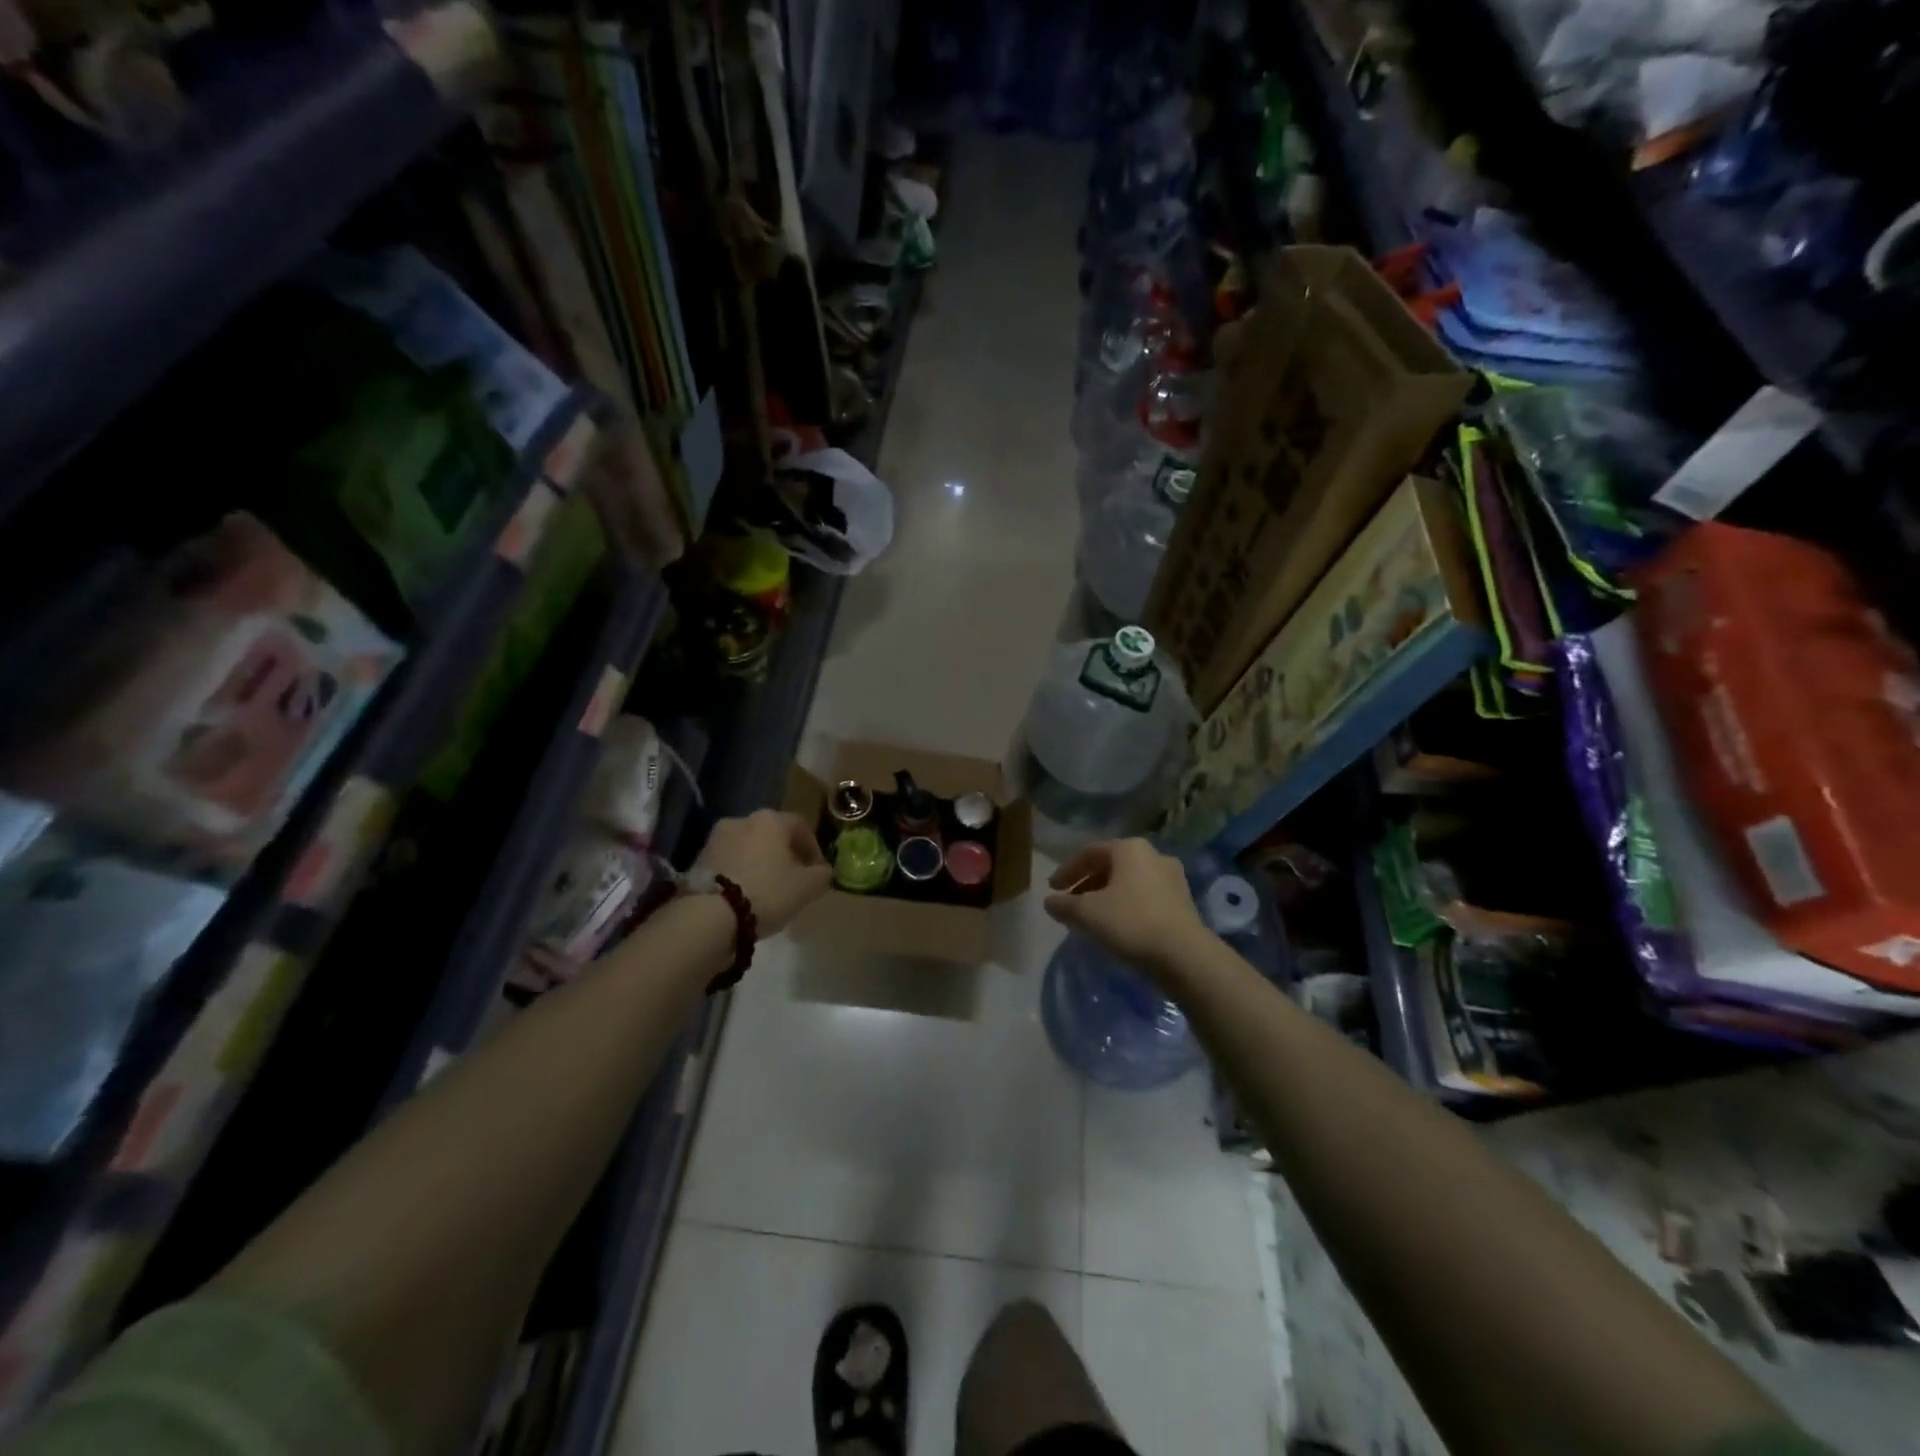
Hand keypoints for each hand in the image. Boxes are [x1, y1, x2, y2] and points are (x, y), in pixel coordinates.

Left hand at [694, 810, 832, 935]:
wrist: (709, 914)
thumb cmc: (766, 892)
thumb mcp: (806, 888)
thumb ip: (821, 876)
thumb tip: (823, 871)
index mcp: (771, 820)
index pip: (800, 826)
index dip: (813, 848)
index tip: (817, 871)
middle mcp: (743, 820)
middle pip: (772, 834)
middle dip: (785, 854)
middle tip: (793, 879)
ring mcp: (716, 838)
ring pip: (749, 847)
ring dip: (760, 862)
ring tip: (767, 889)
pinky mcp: (698, 859)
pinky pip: (729, 861)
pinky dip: (740, 872)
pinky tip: (745, 894)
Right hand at [1043, 839, 1210, 974]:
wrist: (1185, 955)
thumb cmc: (1131, 922)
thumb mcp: (1088, 913)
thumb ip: (1064, 905)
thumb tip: (1049, 901)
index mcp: (1130, 849)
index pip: (1089, 852)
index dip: (1067, 870)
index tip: (1052, 889)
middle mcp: (1153, 855)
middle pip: (1111, 865)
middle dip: (1087, 883)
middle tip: (1070, 903)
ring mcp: (1172, 879)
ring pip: (1129, 882)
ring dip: (1106, 896)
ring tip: (1091, 917)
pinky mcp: (1183, 902)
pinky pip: (1145, 897)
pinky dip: (1126, 906)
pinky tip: (1116, 927)